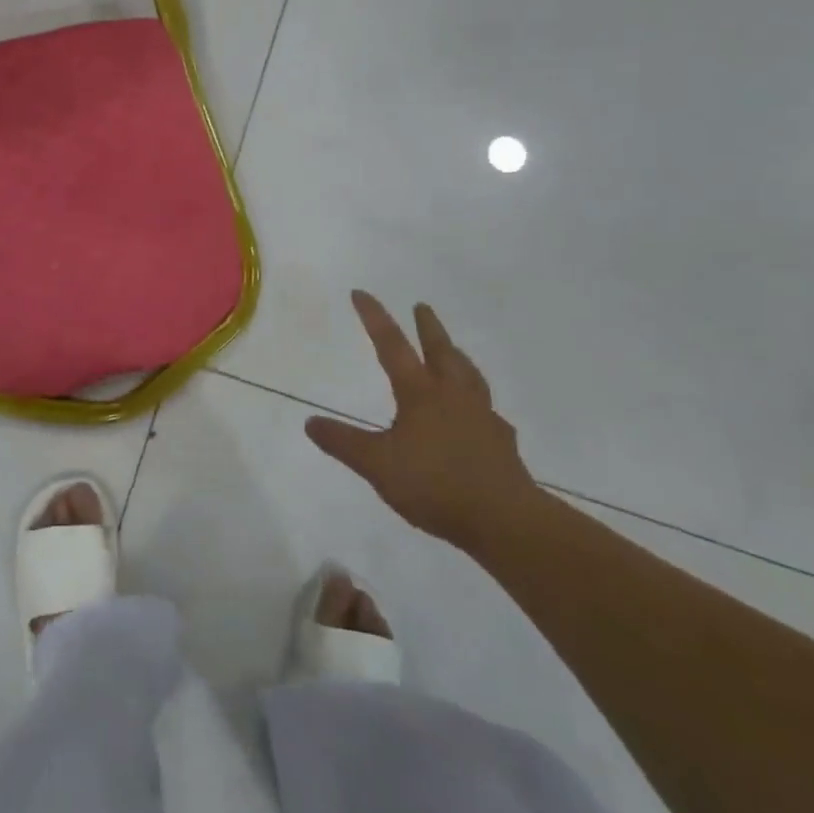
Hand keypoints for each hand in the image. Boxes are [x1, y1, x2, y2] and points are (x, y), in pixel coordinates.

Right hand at [305, 292, 539, 550]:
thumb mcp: (376, 465)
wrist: (503, 519)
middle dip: (428, 327)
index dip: (375, 318)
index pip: (392, 346)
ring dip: (457, 357)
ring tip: (453, 351)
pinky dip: (478, 403)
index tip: (361, 293)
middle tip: (422, 306)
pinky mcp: (501, 443)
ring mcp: (482, 417)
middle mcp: (453, 397)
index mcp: (420, 394)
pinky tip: (477, 415)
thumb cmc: (434, 485)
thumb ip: (343, 443)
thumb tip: (310, 422)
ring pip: (470, 375)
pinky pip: (487, 412)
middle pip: (441, 351)